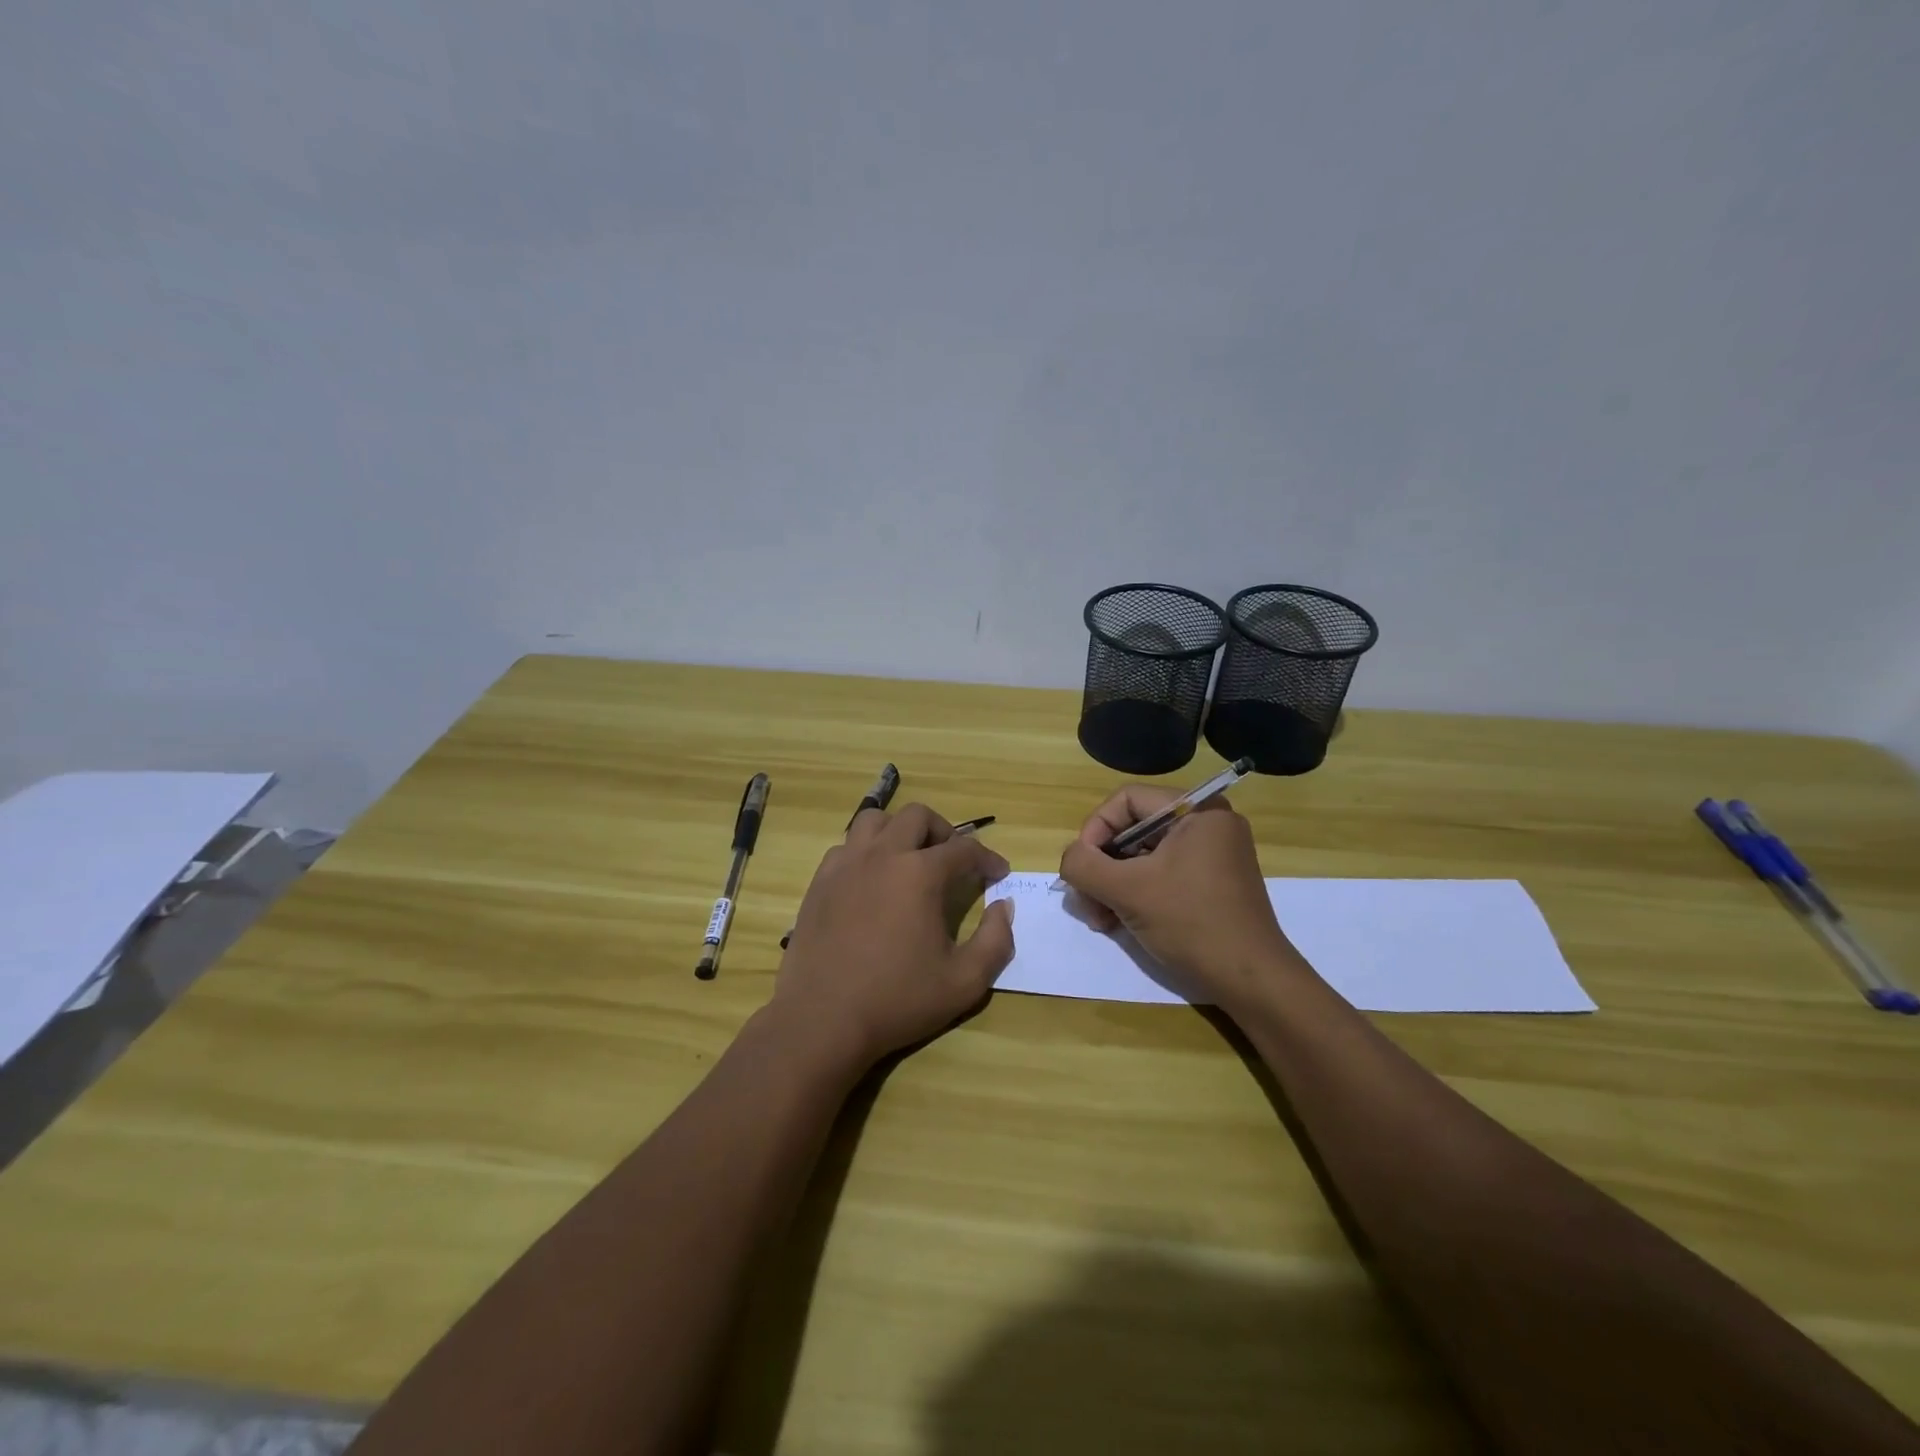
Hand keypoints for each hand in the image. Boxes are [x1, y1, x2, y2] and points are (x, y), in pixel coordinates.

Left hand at [775, 804, 1015, 1066]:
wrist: (822, 1020)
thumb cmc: (897, 1001)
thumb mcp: (964, 982)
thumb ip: (996, 941)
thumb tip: (1003, 907)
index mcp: (920, 874)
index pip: (964, 849)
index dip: (988, 859)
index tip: (998, 874)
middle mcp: (882, 855)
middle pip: (917, 817)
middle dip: (944, 832)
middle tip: (954, 861)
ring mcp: (845, 865)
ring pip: (875, 820)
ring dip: (900, 831)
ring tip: (910, 859)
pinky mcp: (820, 881)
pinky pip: (846, 846)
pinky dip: (867, 851)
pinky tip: (873, 880)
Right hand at [1057, 786, 1304, 1008]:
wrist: (1251, 981)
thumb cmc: (1192, 923)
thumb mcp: (1129, 891)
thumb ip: (1085, 865)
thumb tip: (1070, 858)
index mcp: (1198, 811)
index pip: (1127, 800)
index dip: (1095, 829)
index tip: (1082, 867)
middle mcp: (1207, 825)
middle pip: (1133, 829)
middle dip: (1102, 866)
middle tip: (1085, 901)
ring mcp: (1211, 856)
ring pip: (1143, 856)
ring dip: (1112, 885)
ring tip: (1099, 919)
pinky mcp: (1210, 884)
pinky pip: (1160, 875)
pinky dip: (1135, 894)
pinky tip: (1116, 923)